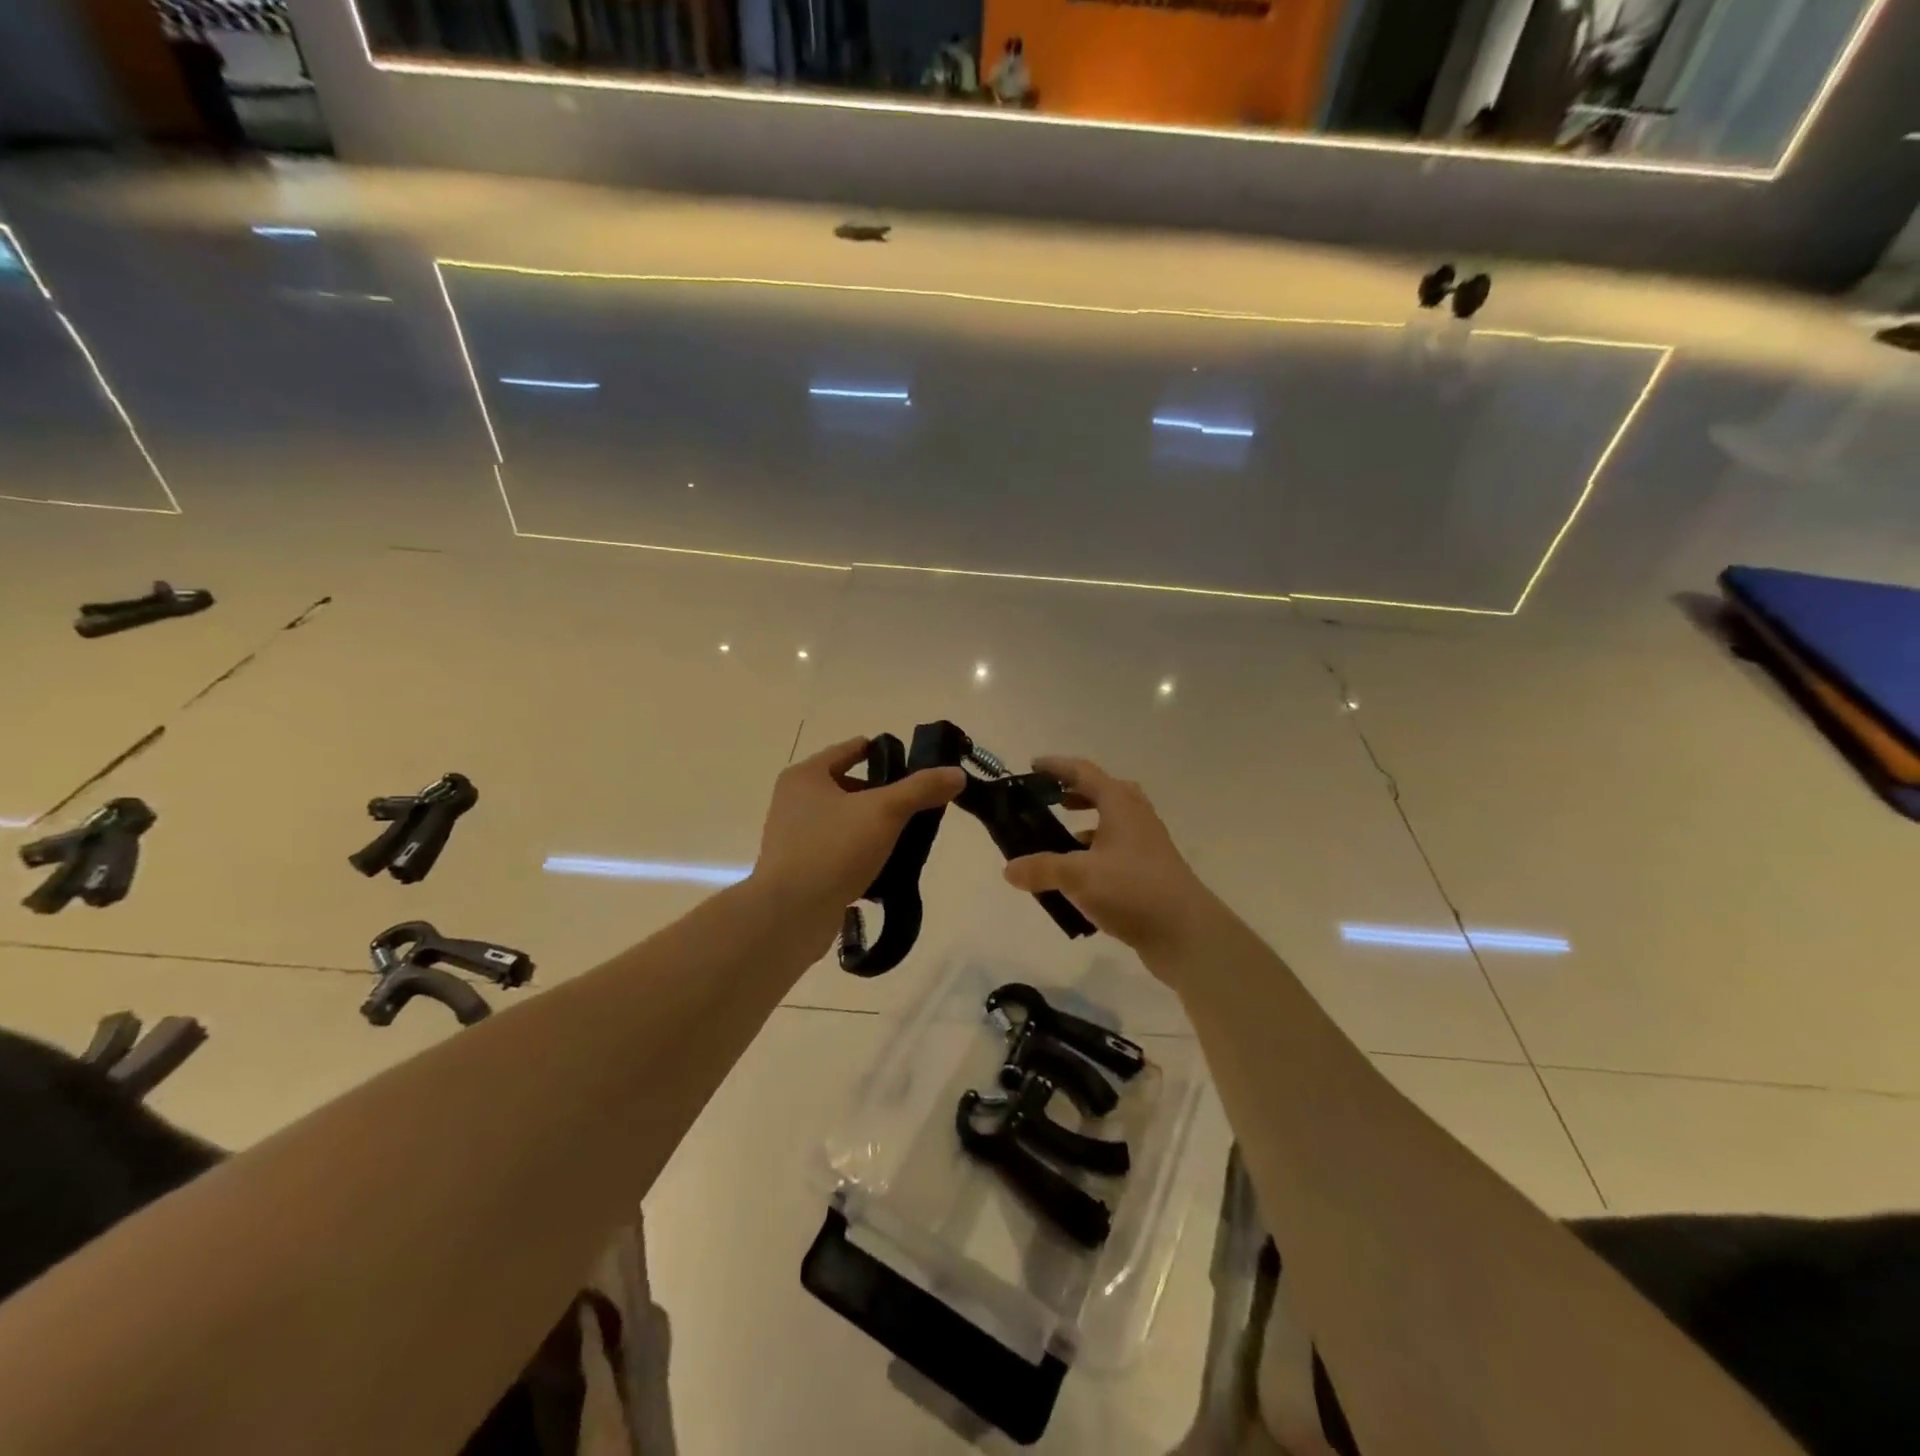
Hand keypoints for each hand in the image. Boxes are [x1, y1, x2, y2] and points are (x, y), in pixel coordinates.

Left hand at [751, 738, 964, 921]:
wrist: (790, 915)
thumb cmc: (833, 849)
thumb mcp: (885, 811)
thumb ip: (921, 789)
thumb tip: (957, 774)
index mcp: (805, 776)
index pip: (851, 749)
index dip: (884, 753)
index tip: (915, 764)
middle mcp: (794, 802)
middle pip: (849, 787)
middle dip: (883, 796)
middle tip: (917, 805)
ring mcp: (794, 838)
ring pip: (846, 822)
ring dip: (874, 828)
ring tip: (909, 838)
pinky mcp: (801, 871)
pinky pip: (839, 853)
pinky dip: (862, 856)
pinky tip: (889, 868)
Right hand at [1004, 757, 1216, 964]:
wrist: (1187, 933)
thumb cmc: (1132, 890)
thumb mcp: (1078, 877)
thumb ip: (1041, 869)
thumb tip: (1009, 869)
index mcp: (1120, 805)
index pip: (1084, 773)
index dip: (1058, 767)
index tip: (1033, 765)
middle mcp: (1137, 818)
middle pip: (1106, 792)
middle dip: (1077, 792)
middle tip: (1052, 800)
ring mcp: (1148, 845)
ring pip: (1114, 822)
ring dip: (1088, 825)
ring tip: (1062, 841)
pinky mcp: (1152, 871)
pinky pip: (1119, 849)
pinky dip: (1098, 853)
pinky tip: (1082, 876)